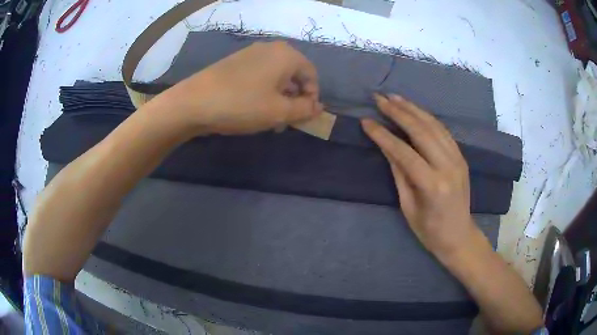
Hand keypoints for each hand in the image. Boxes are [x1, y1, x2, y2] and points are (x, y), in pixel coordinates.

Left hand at [157, 41, 323, 135]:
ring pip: (275, 77)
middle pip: (293, 75)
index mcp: (286, 55)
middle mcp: (270, 49)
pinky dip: (263, 92)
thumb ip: (304, 109)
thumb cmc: (242, 105)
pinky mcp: (235, 63)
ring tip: (269, 119)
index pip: (311, 75)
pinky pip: (259, 76)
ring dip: (278, 98)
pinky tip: (252, 109)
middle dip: (294, 99)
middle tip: (286, 121)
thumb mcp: (279, 112)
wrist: (194, 102)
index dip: (312, 97)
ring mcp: (250, 54)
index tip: (303, 117)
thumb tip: (318, 107)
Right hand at [361, 94, 477, 256]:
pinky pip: (443, 131)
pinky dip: (428, 117)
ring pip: (434, 126)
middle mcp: (448, 167)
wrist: (460, 236)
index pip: (404, 152)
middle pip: (421, 131)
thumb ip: (399, 174)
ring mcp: (458, 159)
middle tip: (379, 99)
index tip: (366, 122)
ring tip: (395, 98)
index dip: (383, 135)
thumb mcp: (409, 207)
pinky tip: (415, 110)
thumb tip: (386, 147)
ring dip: (413, 109)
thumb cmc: (430, 230)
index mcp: (433, 185)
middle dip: (398, 112)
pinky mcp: (461, 157)